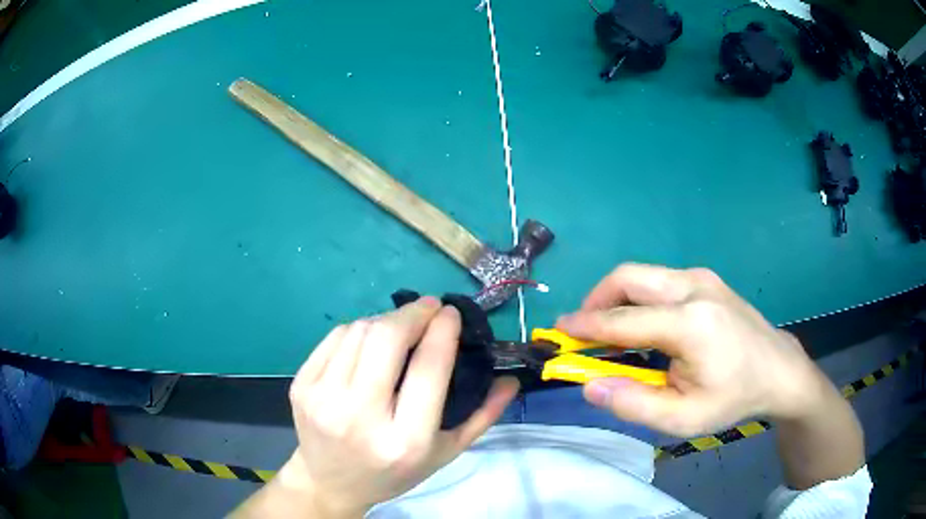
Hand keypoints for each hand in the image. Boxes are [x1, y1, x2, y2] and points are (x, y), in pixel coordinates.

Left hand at [280, 297, 518, 516]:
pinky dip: (360, 328)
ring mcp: (323, 398)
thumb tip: (510, 380)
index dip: (443, 329)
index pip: (429, 367)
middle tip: (430, 309)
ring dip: (387, 319)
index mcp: (405, 440)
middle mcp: (360, 417)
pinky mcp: (301, 385)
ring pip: (360, 330)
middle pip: (387, 338)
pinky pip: (336, 336)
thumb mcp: (444, 454)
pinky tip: (370, 340)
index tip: (452, 313)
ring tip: (402, 327)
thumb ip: (481, 417)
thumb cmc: (393, 472)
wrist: (330, 482)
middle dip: (414, 312)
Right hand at [557, 264, 829, 437]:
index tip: (556, 332)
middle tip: (582, 332)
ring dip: (616, 298)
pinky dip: (638, 298)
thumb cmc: (734, 398)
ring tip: (609, 332)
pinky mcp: (707, 278)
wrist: (779, 370)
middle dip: (596, 301)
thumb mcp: (684, 418)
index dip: (584, 326)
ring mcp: (702, 277)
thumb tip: (590, 387)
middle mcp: (694, 287)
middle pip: (628, 278)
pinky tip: (643, 325)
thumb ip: (634, 404)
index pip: (623, 320)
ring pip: (642, 275)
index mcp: (691, 323)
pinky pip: (659, 280)